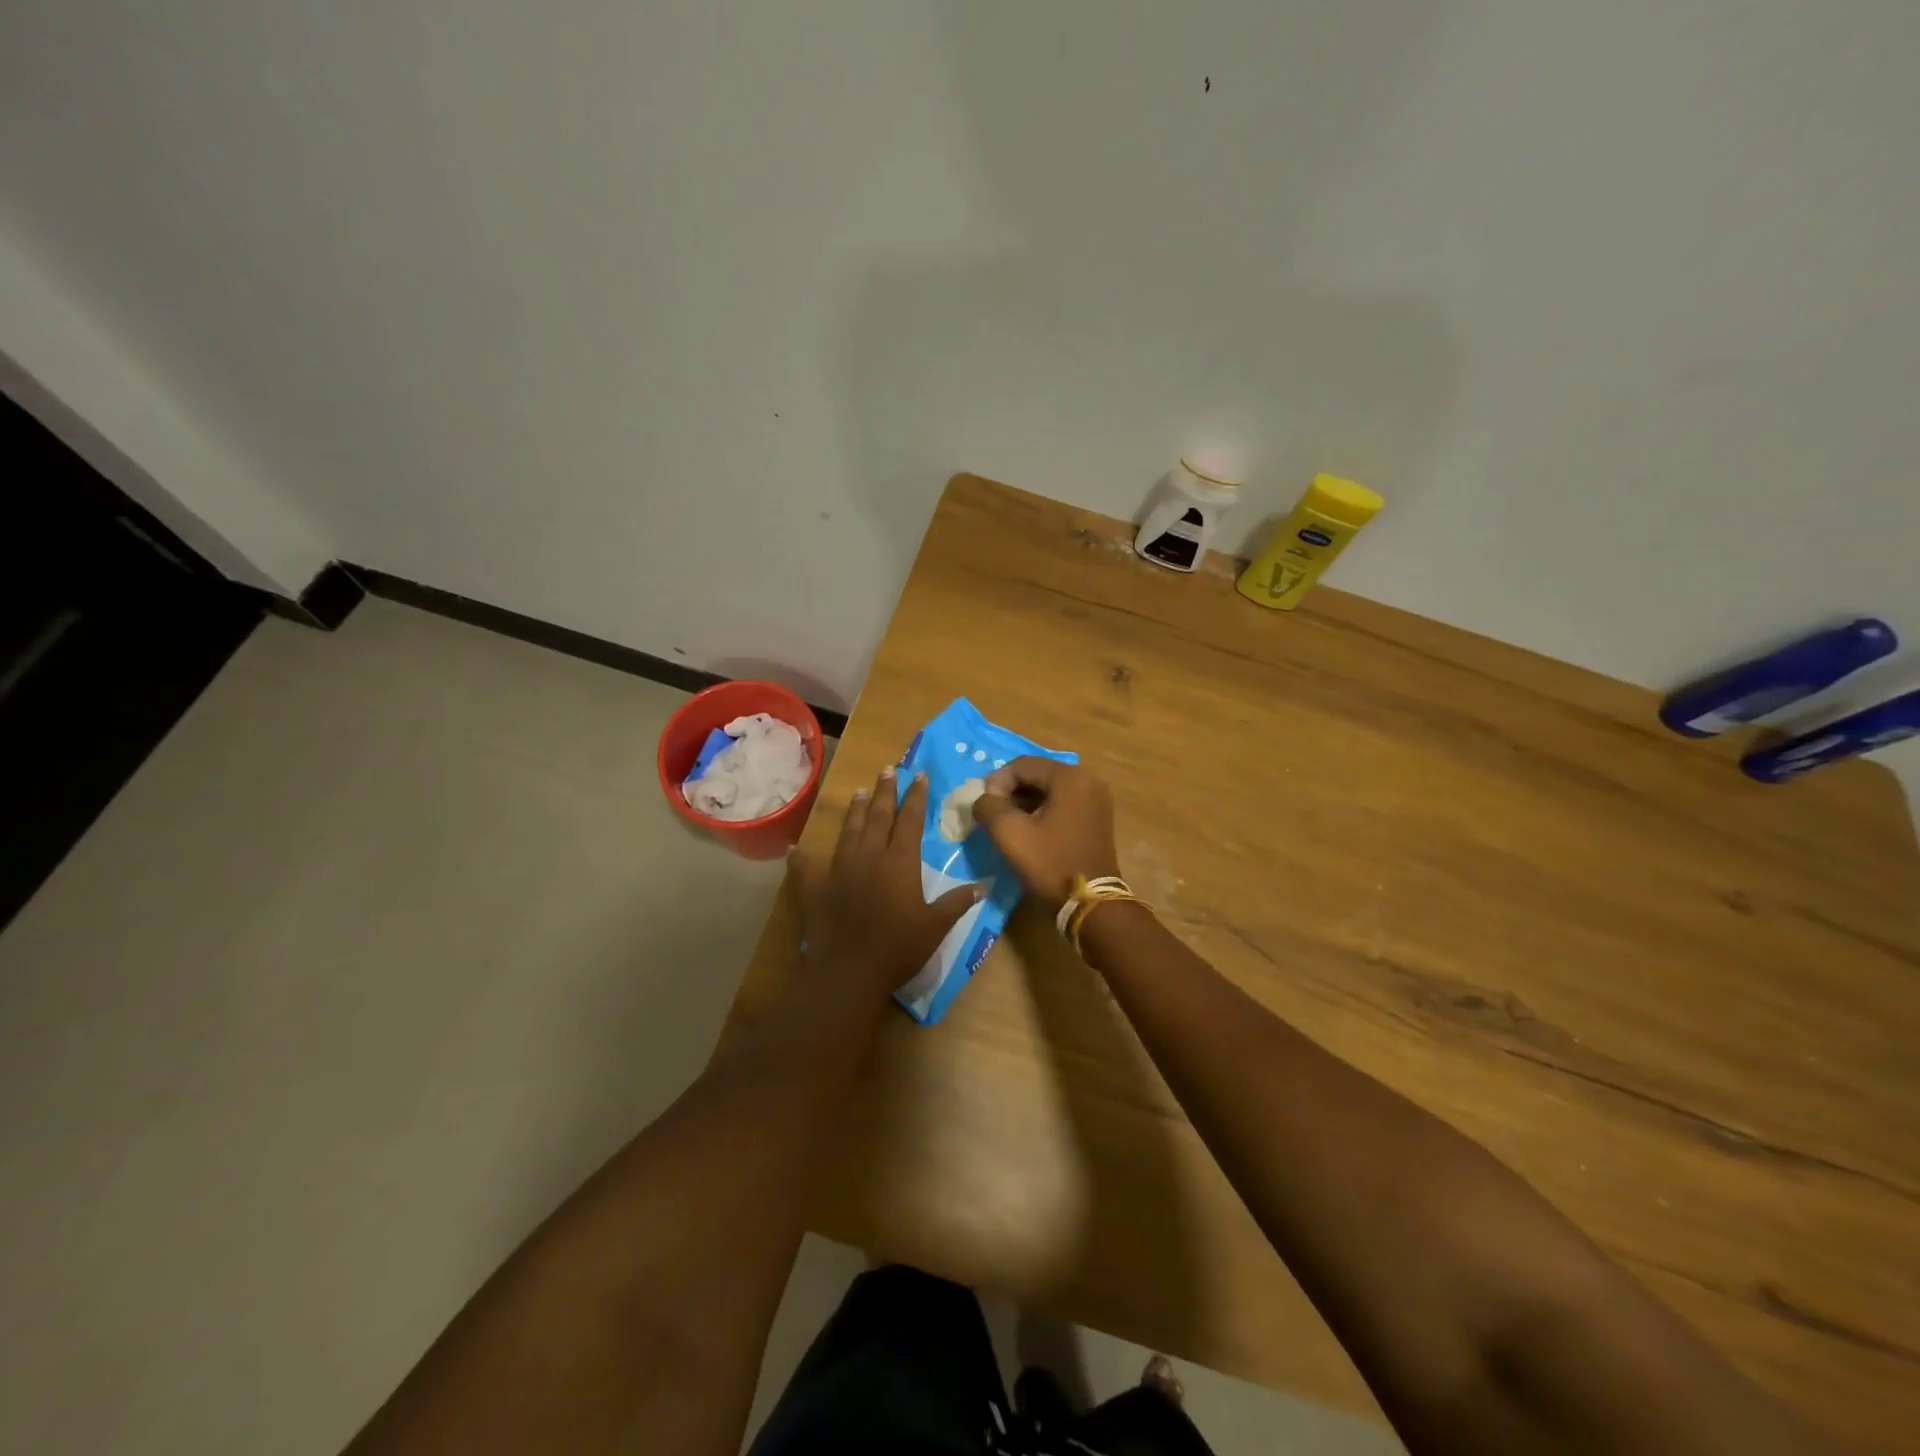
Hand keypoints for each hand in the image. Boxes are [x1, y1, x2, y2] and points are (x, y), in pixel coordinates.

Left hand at [792, 763, 985, 991]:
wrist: (848, 971)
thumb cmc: (898, 947)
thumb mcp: (935, 926)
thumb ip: (957, 902)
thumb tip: (985, 884)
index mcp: (899, 861)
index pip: (910, 820)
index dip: (916, 797)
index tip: (919, 776)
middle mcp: (869, 856)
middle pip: (878, 816)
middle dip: (885, 792)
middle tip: (888, 769)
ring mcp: (839, 870)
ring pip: (849, 832)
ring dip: (855, 811)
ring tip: (859, 793)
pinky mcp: (816, 889)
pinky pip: (807, 868)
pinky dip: (802, 857)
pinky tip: (795, 848)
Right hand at [972, 758, 1120, 913]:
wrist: (1091, 904)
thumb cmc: (1050, 864)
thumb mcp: (1010, 834)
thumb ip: (988, 806)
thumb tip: (984, 798)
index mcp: (1070, 777)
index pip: (1022, 765)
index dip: (996, 782)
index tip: (983, 806)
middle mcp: (1088, 779)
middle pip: (1037, 774)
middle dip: (1011, 791)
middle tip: (992, 813)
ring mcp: (1096, 798)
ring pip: (1049, 789)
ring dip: (1025, 801)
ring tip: (1006, 823)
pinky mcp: (1097, 816)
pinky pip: (1063, 802)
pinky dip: (1042, 810)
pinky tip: (1028, 829)